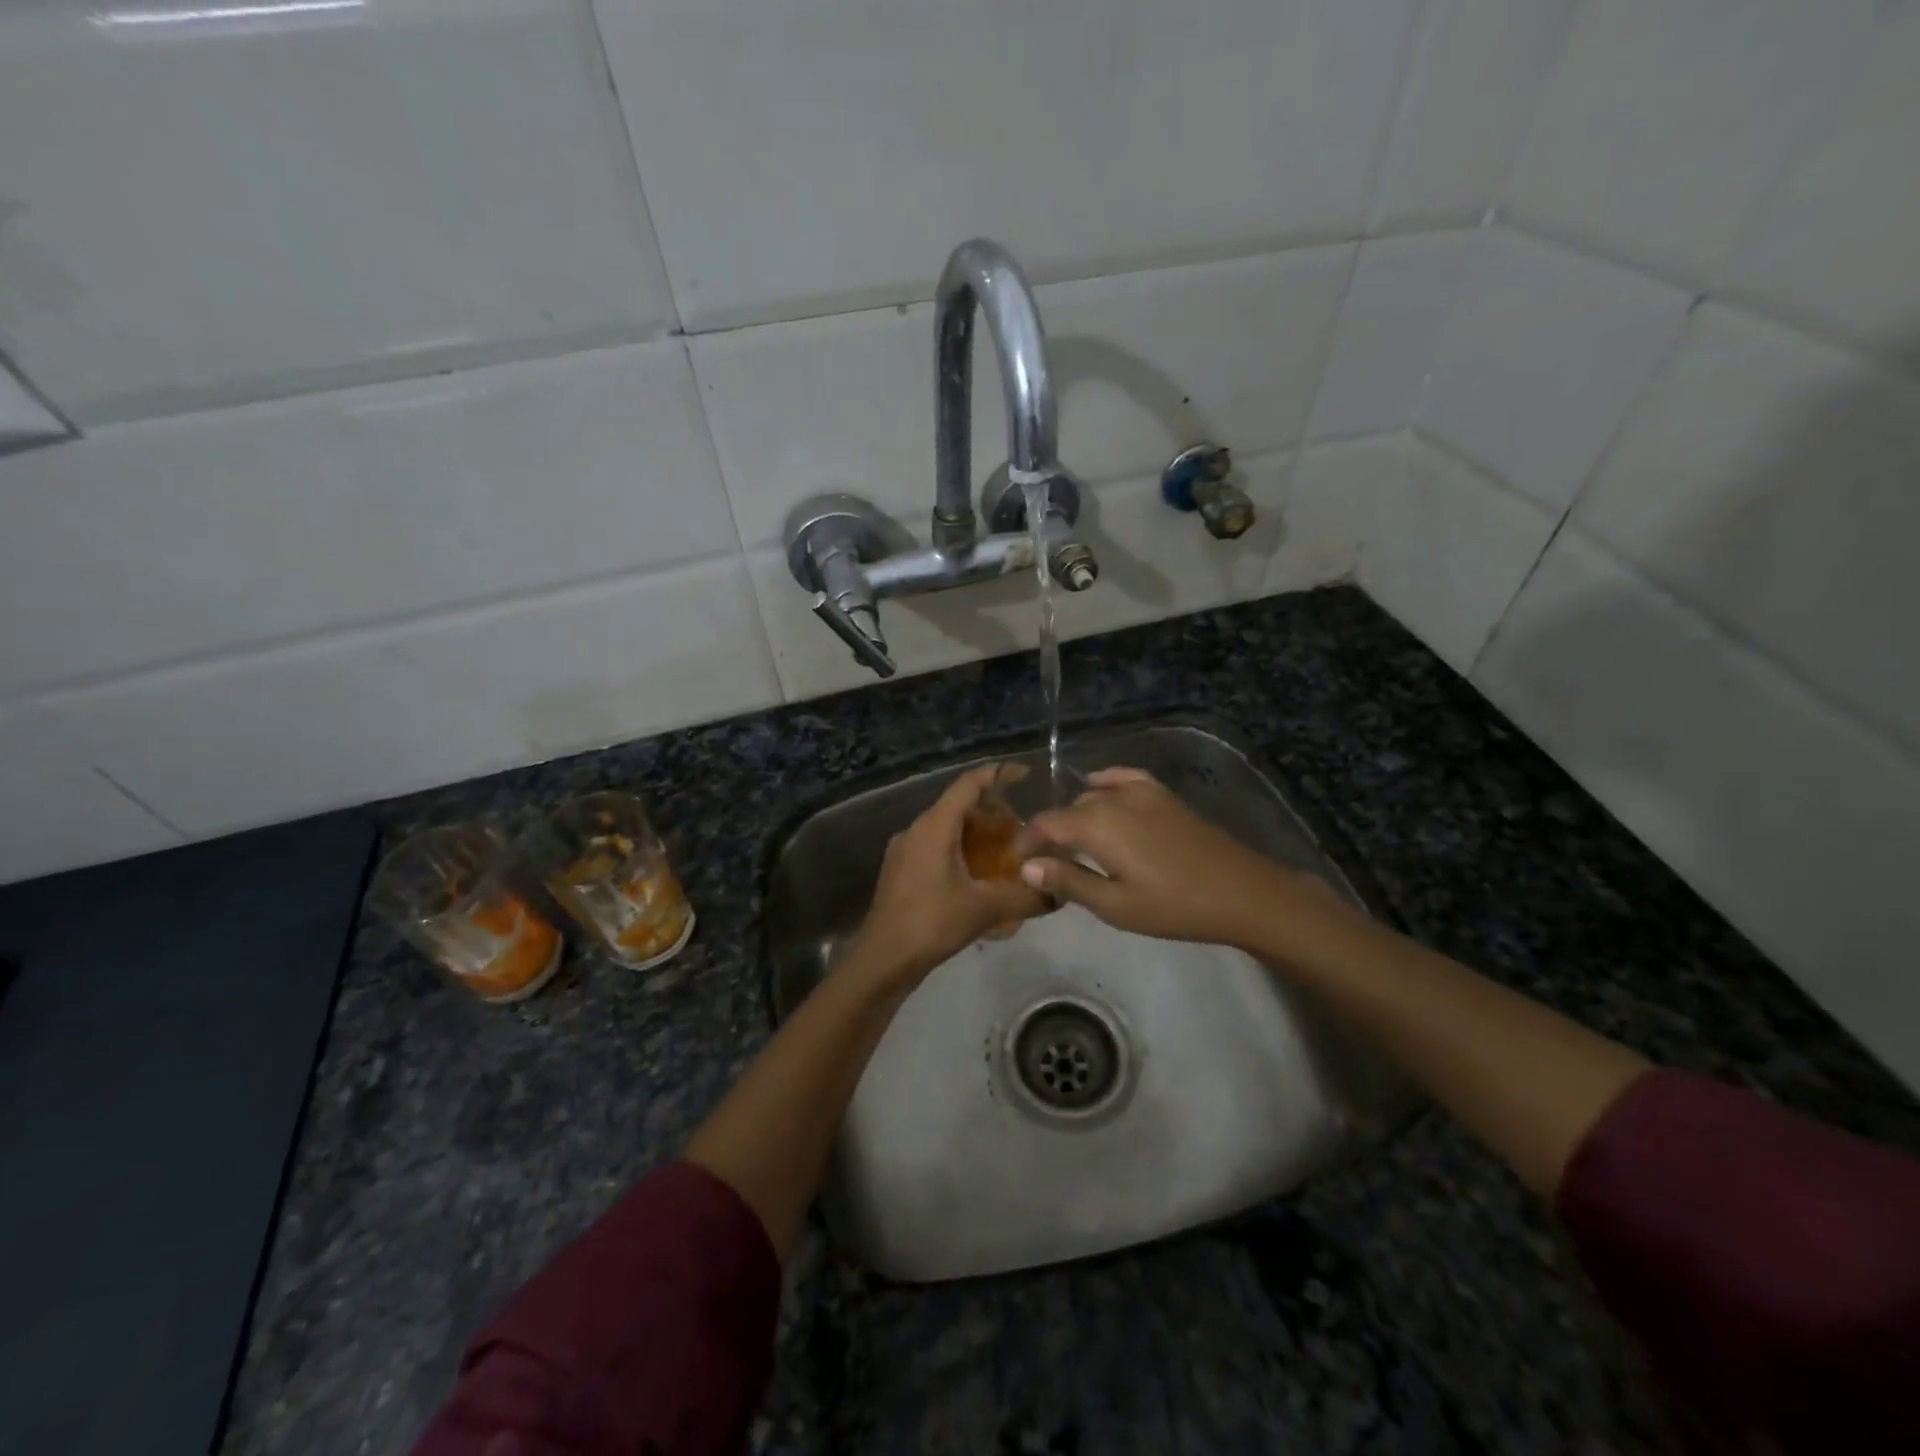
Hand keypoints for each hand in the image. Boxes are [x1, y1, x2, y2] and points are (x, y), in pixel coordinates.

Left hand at [842, 764, 1051, 988]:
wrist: (882, 960)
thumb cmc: (932, 923)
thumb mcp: (985, 909)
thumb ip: (1025, 897)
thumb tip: (1059, 894)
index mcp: (934, 826)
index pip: (968, 785)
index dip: (997, 774)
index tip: (1024, 773)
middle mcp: (916, 830)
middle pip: (958, 806)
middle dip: (992, 812)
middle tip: (1023, 828)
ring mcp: (904, 851)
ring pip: (946, 829)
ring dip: (976, 835)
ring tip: (1006, 852)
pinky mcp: (900, 872)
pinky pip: (935, 848)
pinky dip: (960, 852)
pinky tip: (978, 877)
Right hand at [1019, 767, 1332, 948]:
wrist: (1241, 892)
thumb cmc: (1173, 905)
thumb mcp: (1115, 905)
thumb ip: (1068, 881)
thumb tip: (1027, 866)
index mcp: (1096, 825)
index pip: (1046, 824)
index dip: (1027, 841)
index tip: (1018, 862)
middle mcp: (1113, 799)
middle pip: (1068, 810)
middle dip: (1051, 833)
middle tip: (1047, 863)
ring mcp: (1141, 792)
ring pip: (1092, 796)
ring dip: (1076, 815)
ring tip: (1073, 842)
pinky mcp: (1162, 794)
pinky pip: (1122, 778)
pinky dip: (1103, 784)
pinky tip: (1099, 792)